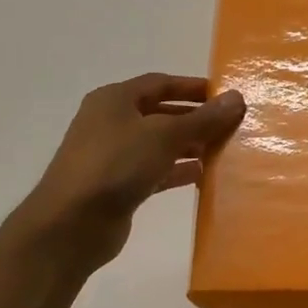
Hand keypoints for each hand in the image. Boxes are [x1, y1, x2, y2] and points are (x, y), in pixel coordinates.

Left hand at [17, 74, 245, 261]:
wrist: (71, 225)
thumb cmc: (116, 165)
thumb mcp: (164, 135)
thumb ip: (203, 118)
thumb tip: (237, 97)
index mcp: (115, 99)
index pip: (160, 82)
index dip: (193, 87)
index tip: (225, 96)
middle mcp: (111, 122)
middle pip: (161, 112)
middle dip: (195, 118)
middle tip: (230, 125)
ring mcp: (112, 155)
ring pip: (159, 143)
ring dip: (189, 145)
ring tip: (223, 150)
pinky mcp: (117, 185)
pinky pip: (155, 170)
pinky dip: (177, 170)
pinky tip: (203, 176)